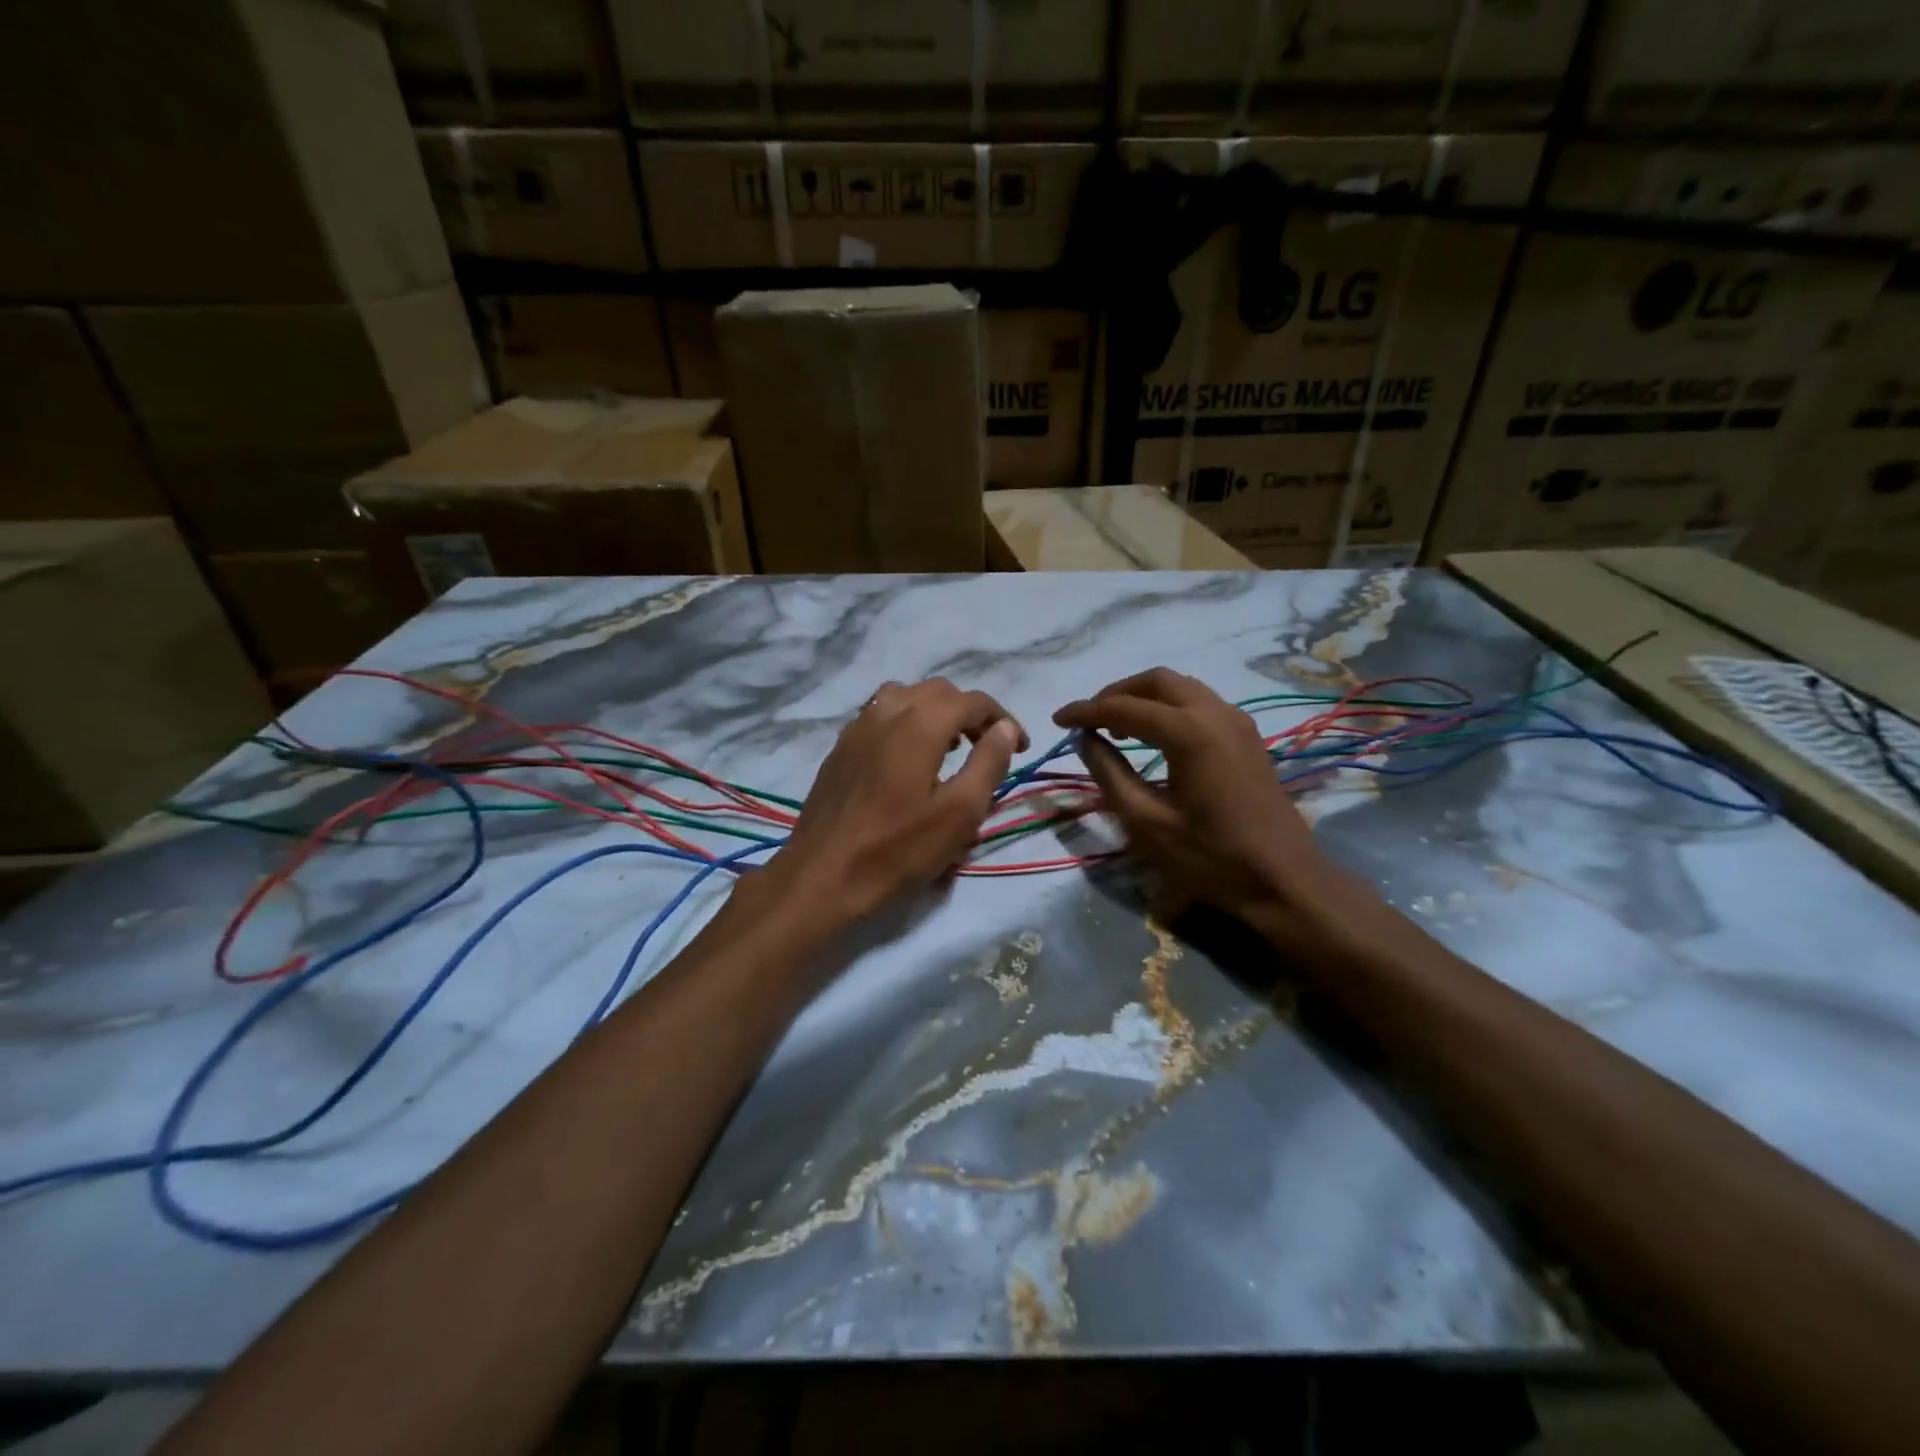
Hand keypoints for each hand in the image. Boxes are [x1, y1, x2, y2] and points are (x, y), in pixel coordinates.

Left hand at [761, 679, 1026, 926]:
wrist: (822, 876)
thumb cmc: (898, 849)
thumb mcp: (959, 813)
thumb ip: (988, 763)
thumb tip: (1005, 729)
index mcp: (920, 723)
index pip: (973, 701)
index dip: (1003, 719)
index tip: (1021, 748)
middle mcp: (887, 711)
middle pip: (939, 691)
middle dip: (969, 712)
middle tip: (986, 748)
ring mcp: (857, 727)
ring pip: (905, 697)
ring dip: (935, 712)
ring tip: (948, 748)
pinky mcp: (840, 747)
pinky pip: (880, 715)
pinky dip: (905, 722)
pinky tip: (908, 760)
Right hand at [1053, 668, 1381, 960]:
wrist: (1284, 881)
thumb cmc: (1210, 858)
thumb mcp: (1146, 822)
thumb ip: (1109, 774)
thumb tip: (1085, 739)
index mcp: (1188, 732)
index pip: (1123, 707)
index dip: (1085, 711)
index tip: (1057, 720)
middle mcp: (1215, 712)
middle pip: (1156, 681)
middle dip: (1116, 694)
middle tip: (1089, 720)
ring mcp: (1237, 721)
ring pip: (1181, 687)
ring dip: (1144, 698)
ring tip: (1117, 727)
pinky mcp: (1247, 736)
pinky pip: (1200, 702)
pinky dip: (1169, 707)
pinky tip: (1155, 736)